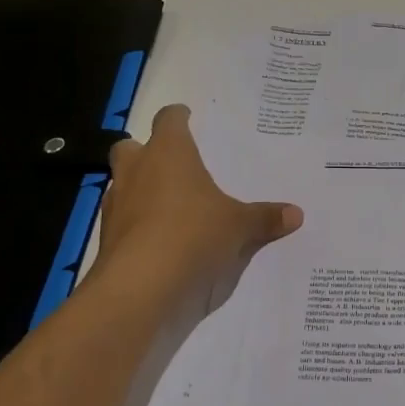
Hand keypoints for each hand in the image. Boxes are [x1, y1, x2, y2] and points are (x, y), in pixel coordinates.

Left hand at [88, 105, 301, 327]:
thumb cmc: (193, 235)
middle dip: (146, 152)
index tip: (188, 118)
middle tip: (172, 165)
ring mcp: (116, 204)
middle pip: (130, 146)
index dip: (178, 117)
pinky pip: (122, 220)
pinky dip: (137, 225)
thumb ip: (264, 218)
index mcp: (169, 152)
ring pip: (122, 184)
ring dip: (139, 189)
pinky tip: (159, 240)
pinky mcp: (107, 238)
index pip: (168, 119)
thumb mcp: (239, 227)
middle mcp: (137, 170)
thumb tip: (297, 214)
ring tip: (168, 206)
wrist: (140, 288)